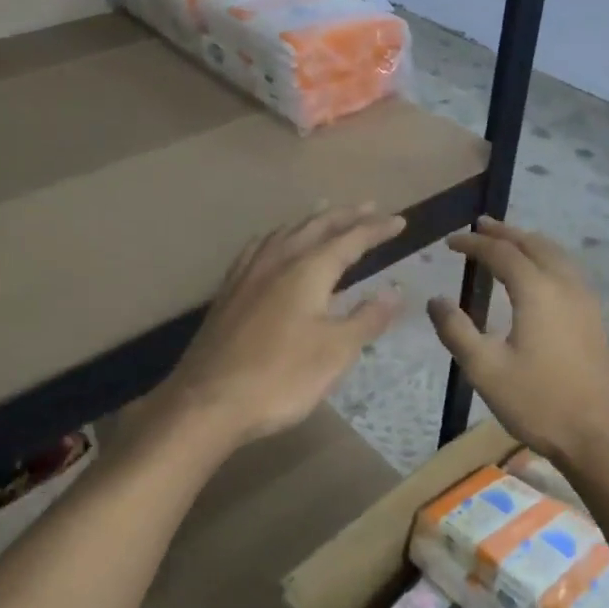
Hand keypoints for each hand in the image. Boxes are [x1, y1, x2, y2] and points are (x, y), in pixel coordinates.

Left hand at [149, 205, 405, 454]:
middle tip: (369, 206)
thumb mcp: (336, 352)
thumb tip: (394, 290)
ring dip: (311, 220)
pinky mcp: (228, 291)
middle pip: (316, 227)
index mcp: (308, 270)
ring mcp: (247, 274)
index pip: (350, 239)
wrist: (208, 401)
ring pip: (284, 232)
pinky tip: (275, 245)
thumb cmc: (281, 377)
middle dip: (345, 216)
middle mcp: (277, 261)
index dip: (376, 229)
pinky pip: (259, 248)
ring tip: (325, 213)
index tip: (400, 221)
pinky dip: (279, 237)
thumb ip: (367, 318)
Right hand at [427, 217, 608, 472]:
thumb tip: (435, 300)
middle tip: (479, 226)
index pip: (502, 253)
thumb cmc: (538, 402)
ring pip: (557, 254)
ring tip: (508, 241)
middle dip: (505, 233)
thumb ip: (456, 331)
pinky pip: (569, 270)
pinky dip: (547, 258)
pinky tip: (540, 274)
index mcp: (538, 291)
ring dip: (529, 242)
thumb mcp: (485, 369)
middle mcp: (565, 285)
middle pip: (534, 244)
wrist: (600, 437)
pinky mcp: (595, 318)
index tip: (450, 242)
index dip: (474, 244)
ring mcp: (586, 301)